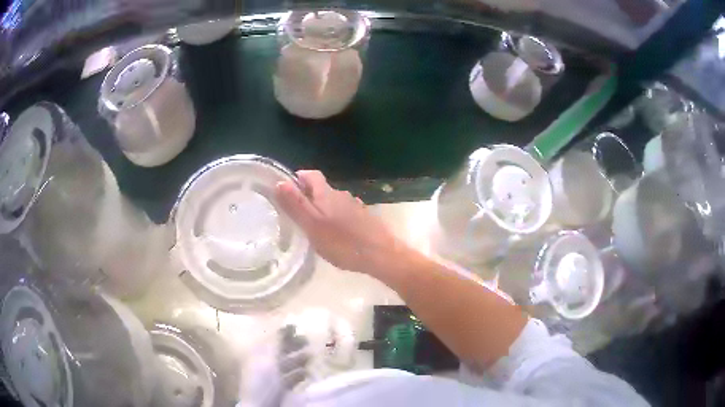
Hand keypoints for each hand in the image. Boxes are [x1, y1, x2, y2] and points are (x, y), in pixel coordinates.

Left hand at [238, 326, 309, 406]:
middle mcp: (263, 365)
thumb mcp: (268, 361)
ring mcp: (271, 378)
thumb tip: (282, 326)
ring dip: (299, 360)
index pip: (270, 340)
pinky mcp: (279, 390)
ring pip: (286, 365)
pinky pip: (290, 379)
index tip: (298, 326)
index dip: (283, 333)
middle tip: (309, 340)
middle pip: (279, 352)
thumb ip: (275, 344)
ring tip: (313, 356)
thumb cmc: (263, 383)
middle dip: (294, 346)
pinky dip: (299, 375)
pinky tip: (308, 373)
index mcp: (257, 355)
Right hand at [276, 170, 414, 276]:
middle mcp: (342, 195)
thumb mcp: (312, 225)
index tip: (287, 189)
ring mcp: (356, 207)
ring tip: (314, 228)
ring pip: (333, 203)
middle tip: (297, 215)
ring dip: (322, 210)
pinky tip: (335, 236)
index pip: (311, 175)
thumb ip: (296, 204)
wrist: (381, 255)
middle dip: (308, 197)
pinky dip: (336, 220)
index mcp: (327, 194)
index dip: (299, 178)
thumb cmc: (343, 242)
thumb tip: (280, 182)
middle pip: (322, 189)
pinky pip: (345, 214)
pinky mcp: (365, 219)